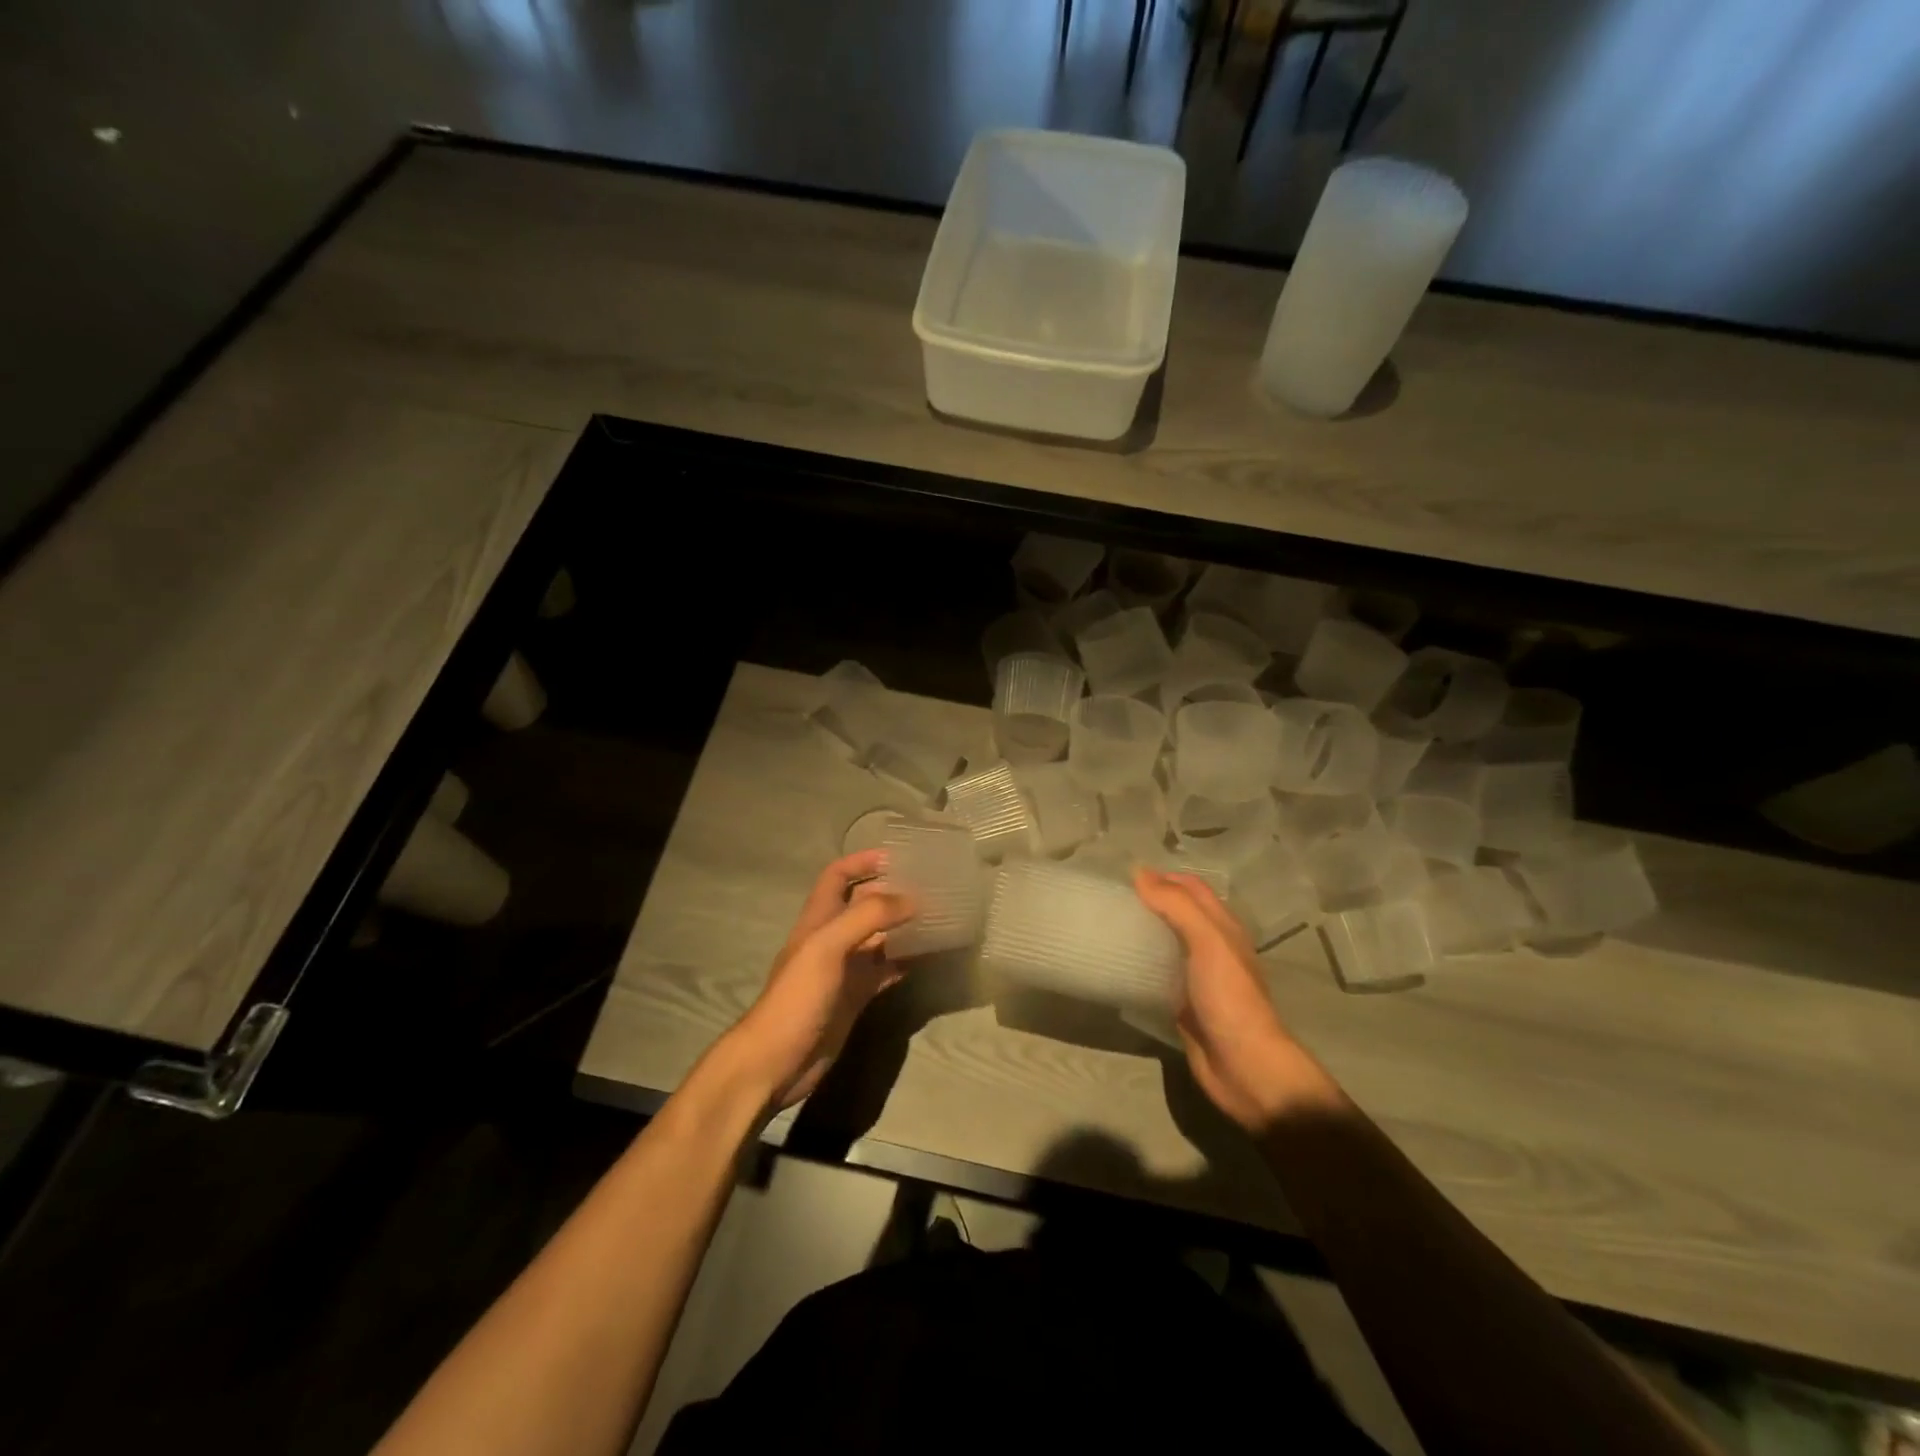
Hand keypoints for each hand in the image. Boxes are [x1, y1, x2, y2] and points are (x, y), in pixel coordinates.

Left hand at [720, 851, 913, 1111]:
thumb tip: (912, 900)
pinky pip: (885, 970)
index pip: (838, 876)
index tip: (898, 857)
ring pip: (879, 938)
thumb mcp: (828, 947)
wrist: (777, 1061)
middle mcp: (832, 939)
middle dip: (892, 893)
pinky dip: (905, 960)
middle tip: (931, 887)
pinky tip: (928, 957)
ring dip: (904, 927)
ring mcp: (845, 970)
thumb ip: (868, 917)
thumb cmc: (797, 997)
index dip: (863, 861)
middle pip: (863, 905)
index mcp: (818, 919)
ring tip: (938, 917)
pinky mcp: (856, 997)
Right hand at [1133, 868, 1308, 1131]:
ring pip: (1165, 944)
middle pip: (1177, 913)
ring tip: (1106, 928)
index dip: (1163, 877)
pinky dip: (1138, 966)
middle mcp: (1211, 947)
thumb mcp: (1208, 942)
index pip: (1191, 888)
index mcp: (1223, 927)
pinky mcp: (1182, 1004)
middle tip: (1109, 902)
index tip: (1125, 877)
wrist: (1243, 1066)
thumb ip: (1177, 906)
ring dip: (1141, 933)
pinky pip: (1156, 975)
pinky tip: (1115, 966)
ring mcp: (1196, 977)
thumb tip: (1140, 873)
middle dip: (1148, 903)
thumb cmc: (1229, 998)